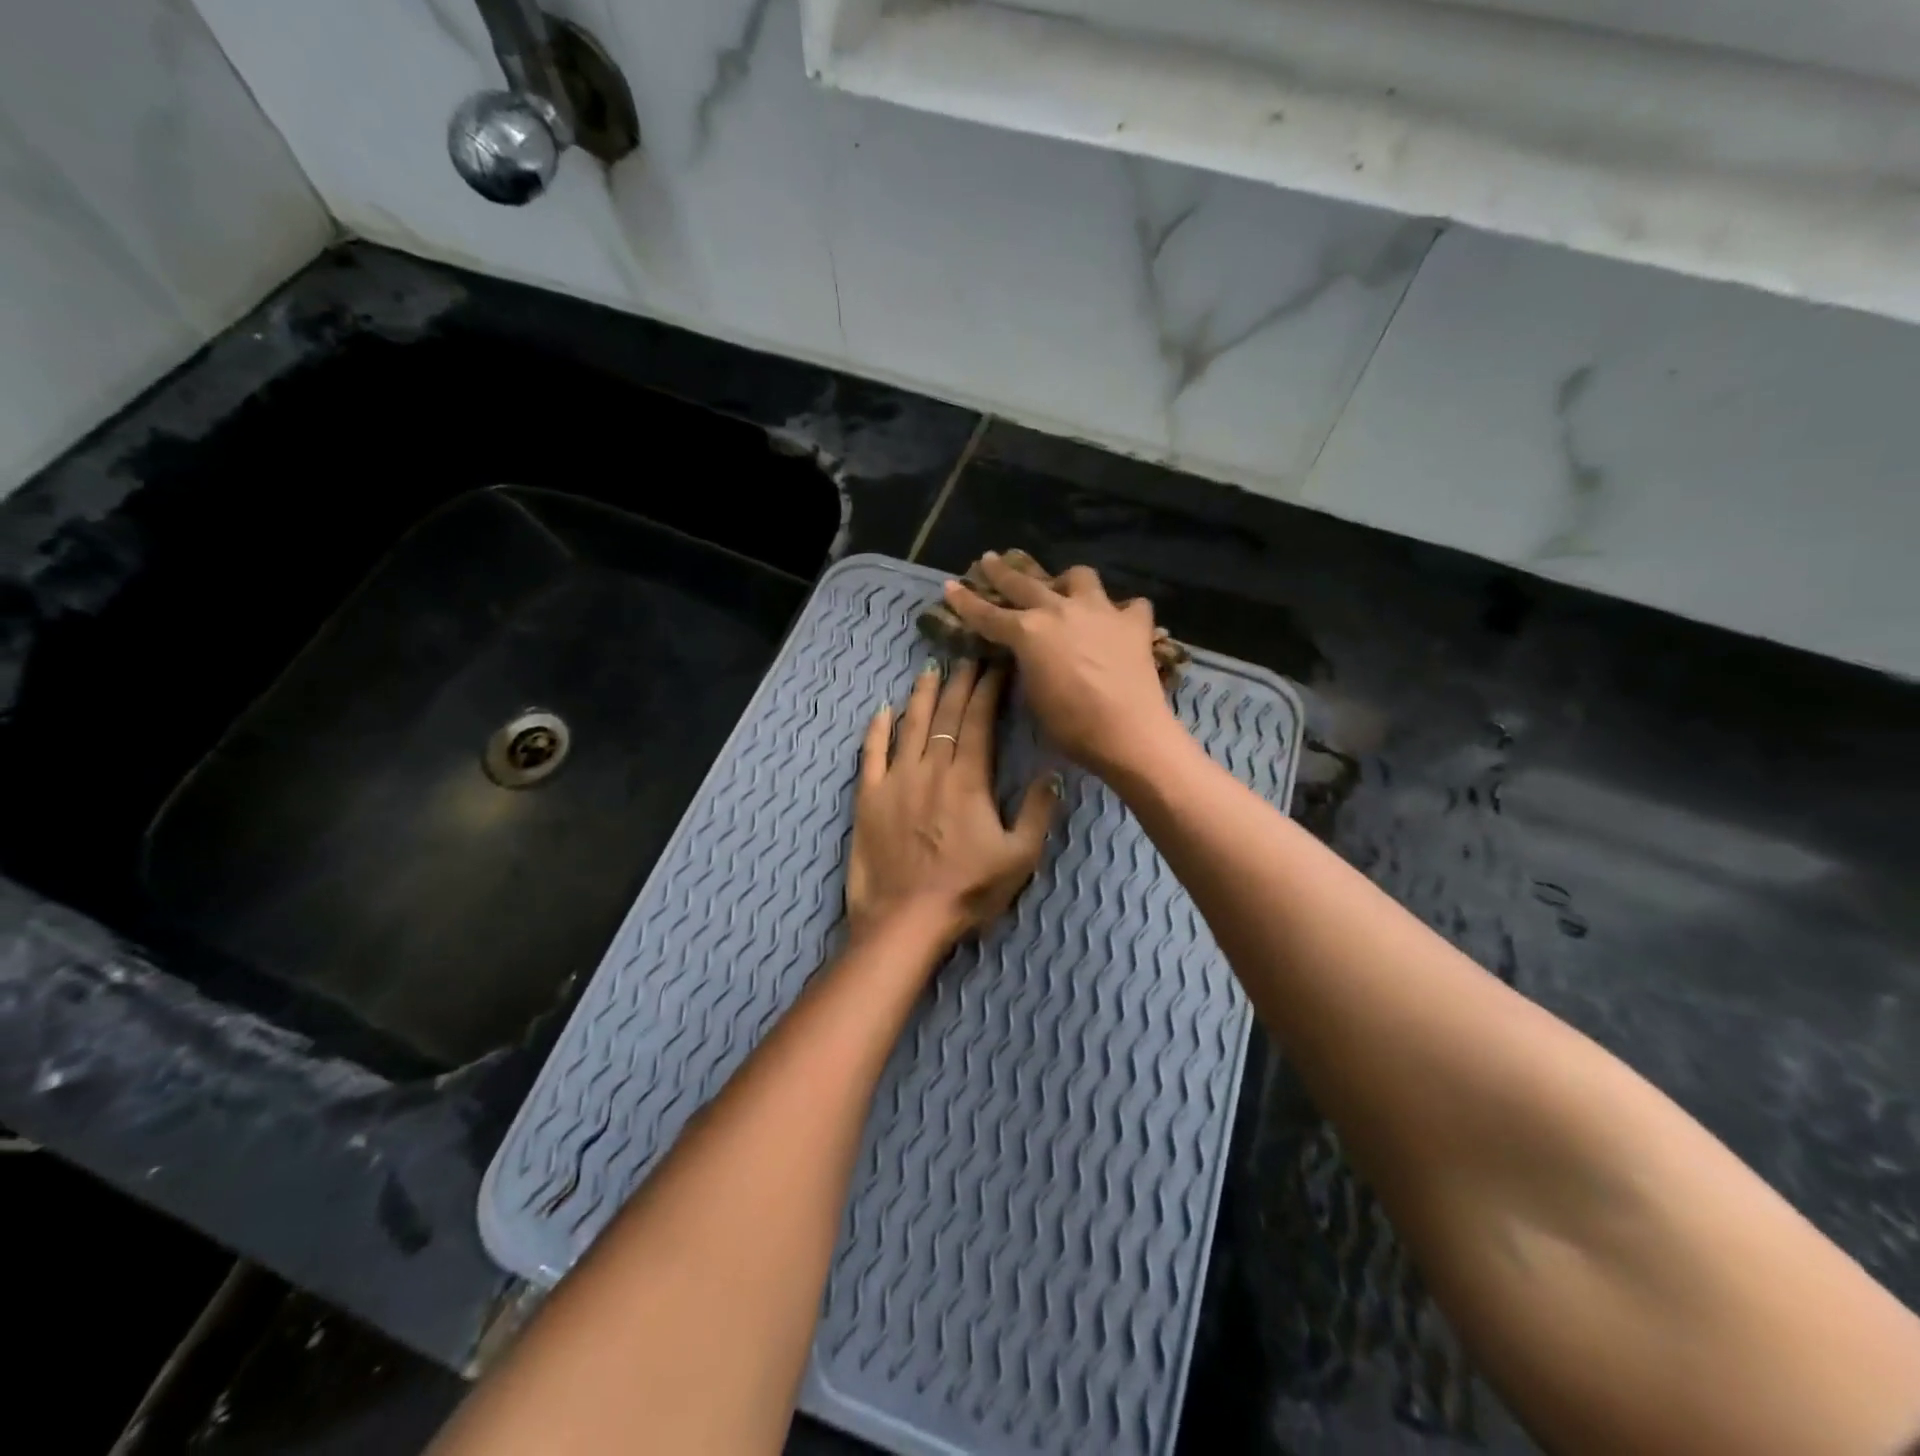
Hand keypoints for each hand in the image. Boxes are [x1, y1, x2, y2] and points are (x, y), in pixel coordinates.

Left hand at [847, 660, 1059, 947]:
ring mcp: (895, 780)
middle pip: (945, 714)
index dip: (988, 689)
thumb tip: (1052, 773)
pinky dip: (876, 729)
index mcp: (968, 778)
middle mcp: (930, 768)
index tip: (996, 666)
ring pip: (909, 725)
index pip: (978, 720)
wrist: (906, 920)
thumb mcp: (1020, 857)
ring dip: (922, 696)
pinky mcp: (868, 797)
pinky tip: (882, 710)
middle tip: (967, 657)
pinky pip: (871, 753)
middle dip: (959, 682)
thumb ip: (1038, 812)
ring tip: (930, 670)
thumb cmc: (968, 891)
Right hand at [942, 554, 1184, 777]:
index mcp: (1028, 632)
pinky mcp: (1134, 623)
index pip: (988, 614)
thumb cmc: (1071, 725)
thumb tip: (1030, 654)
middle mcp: (1060, 610)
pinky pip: (1129, 605)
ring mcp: (1100, 611)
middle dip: (1003, 571)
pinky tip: (1119, 621)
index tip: (950, 586)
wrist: (1128, 731)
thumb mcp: (1033, 696)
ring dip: (1067, 581)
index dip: (965, 601)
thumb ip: (1028, 665)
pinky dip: (1122, 611)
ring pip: (1079, 576)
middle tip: (990, 559)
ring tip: (1065, 588)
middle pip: (1024, 583)